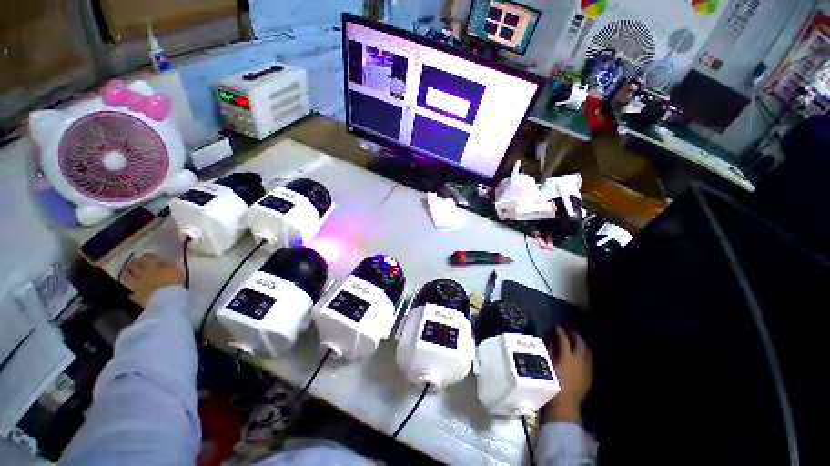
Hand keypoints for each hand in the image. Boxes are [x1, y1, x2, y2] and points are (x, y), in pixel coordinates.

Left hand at [121, 253, 184, 306]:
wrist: (166, 300)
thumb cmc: (173, 282)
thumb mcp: (175, 269)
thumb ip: (167, 264)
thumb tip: (162, 261)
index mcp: (152, 266)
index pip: (147, 257)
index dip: (148, 256)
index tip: (150, 256)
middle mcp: (141, 274)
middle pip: (134, 266)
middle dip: (134, 263)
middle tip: (135, 262)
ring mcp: (137, 285)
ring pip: (127, 277)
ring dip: (127, 274)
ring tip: (128, 272)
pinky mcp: (136, 297)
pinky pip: (131, 293)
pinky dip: (131, 291)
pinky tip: (132, 291)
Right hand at [543, 327, 592, 422]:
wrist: (565, 405)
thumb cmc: (552, 384)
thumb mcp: (547, 366)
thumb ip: (550, 353)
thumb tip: (550, 344)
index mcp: (567, 357)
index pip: (564, 339)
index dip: (560, 332)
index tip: (556, 327)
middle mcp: (579, 361)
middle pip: (580, 344)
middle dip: (575, 336)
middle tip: (569, 332)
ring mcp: (586, 369)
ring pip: (587, 352)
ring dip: (582, 345)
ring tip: (576, 343)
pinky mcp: (589, 377)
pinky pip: (589, 362)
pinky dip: (585, 355)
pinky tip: (580, 357)